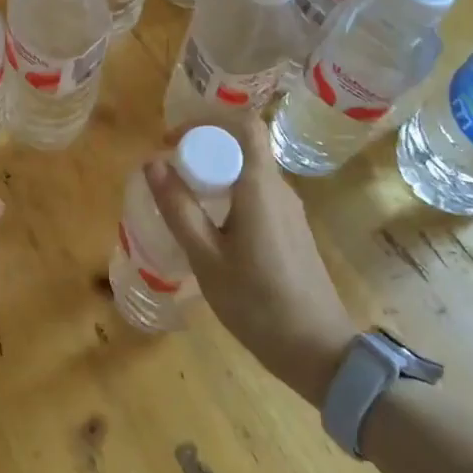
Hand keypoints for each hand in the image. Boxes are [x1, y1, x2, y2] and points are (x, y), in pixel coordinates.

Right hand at [146, 114, 355, 405]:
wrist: (319, 351)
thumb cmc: (257, 303)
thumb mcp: (207, 258)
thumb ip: (179, 208)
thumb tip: (153, 162)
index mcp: (260, 186)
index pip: (243, 124)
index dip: (206, 120)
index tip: (173, 140)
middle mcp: (279, 188)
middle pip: (243, 145)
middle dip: (203, 148)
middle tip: (170, 171)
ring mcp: (290, 209)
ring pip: (249, 171)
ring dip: (215, 172)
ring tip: (183, 198)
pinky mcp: (292, 229)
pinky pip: (257, 193)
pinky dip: (230, 193)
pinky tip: (210, 226)